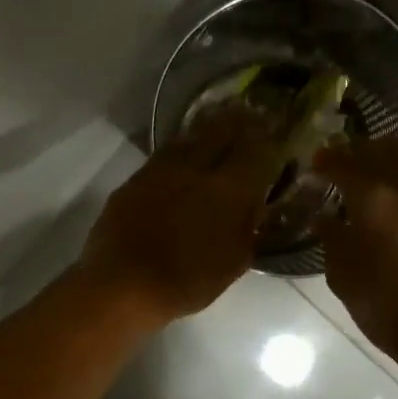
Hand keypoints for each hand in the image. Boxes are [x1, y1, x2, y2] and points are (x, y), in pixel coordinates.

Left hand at [78, 114, 281, 326]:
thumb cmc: (188, 281)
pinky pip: (166, 152)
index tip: (273, 130)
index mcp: (230, 189)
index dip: (267, 137)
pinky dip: (181, 146)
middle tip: (248, 114)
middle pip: (221, 131)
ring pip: (191, 136)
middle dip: (238, 121)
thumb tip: (254, 205)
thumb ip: (248, 227)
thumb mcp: (234, 262)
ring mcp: (163, 169)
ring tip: (218, 120)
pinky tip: (184, 151)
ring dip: (208, 127)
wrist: (124, 284)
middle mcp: (198, 168)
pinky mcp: (137, 178)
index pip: (256, 150)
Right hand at [313, 140, 397, 368]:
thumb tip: (325, 219)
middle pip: (384, 151)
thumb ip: (332, 238)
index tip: (316, 161)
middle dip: (361, 150)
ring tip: (374, 171)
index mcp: (375, 200)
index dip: (328, 159)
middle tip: (345, 158)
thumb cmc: (383, 306)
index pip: (345, 164)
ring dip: (389, 160)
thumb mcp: (343, 275)